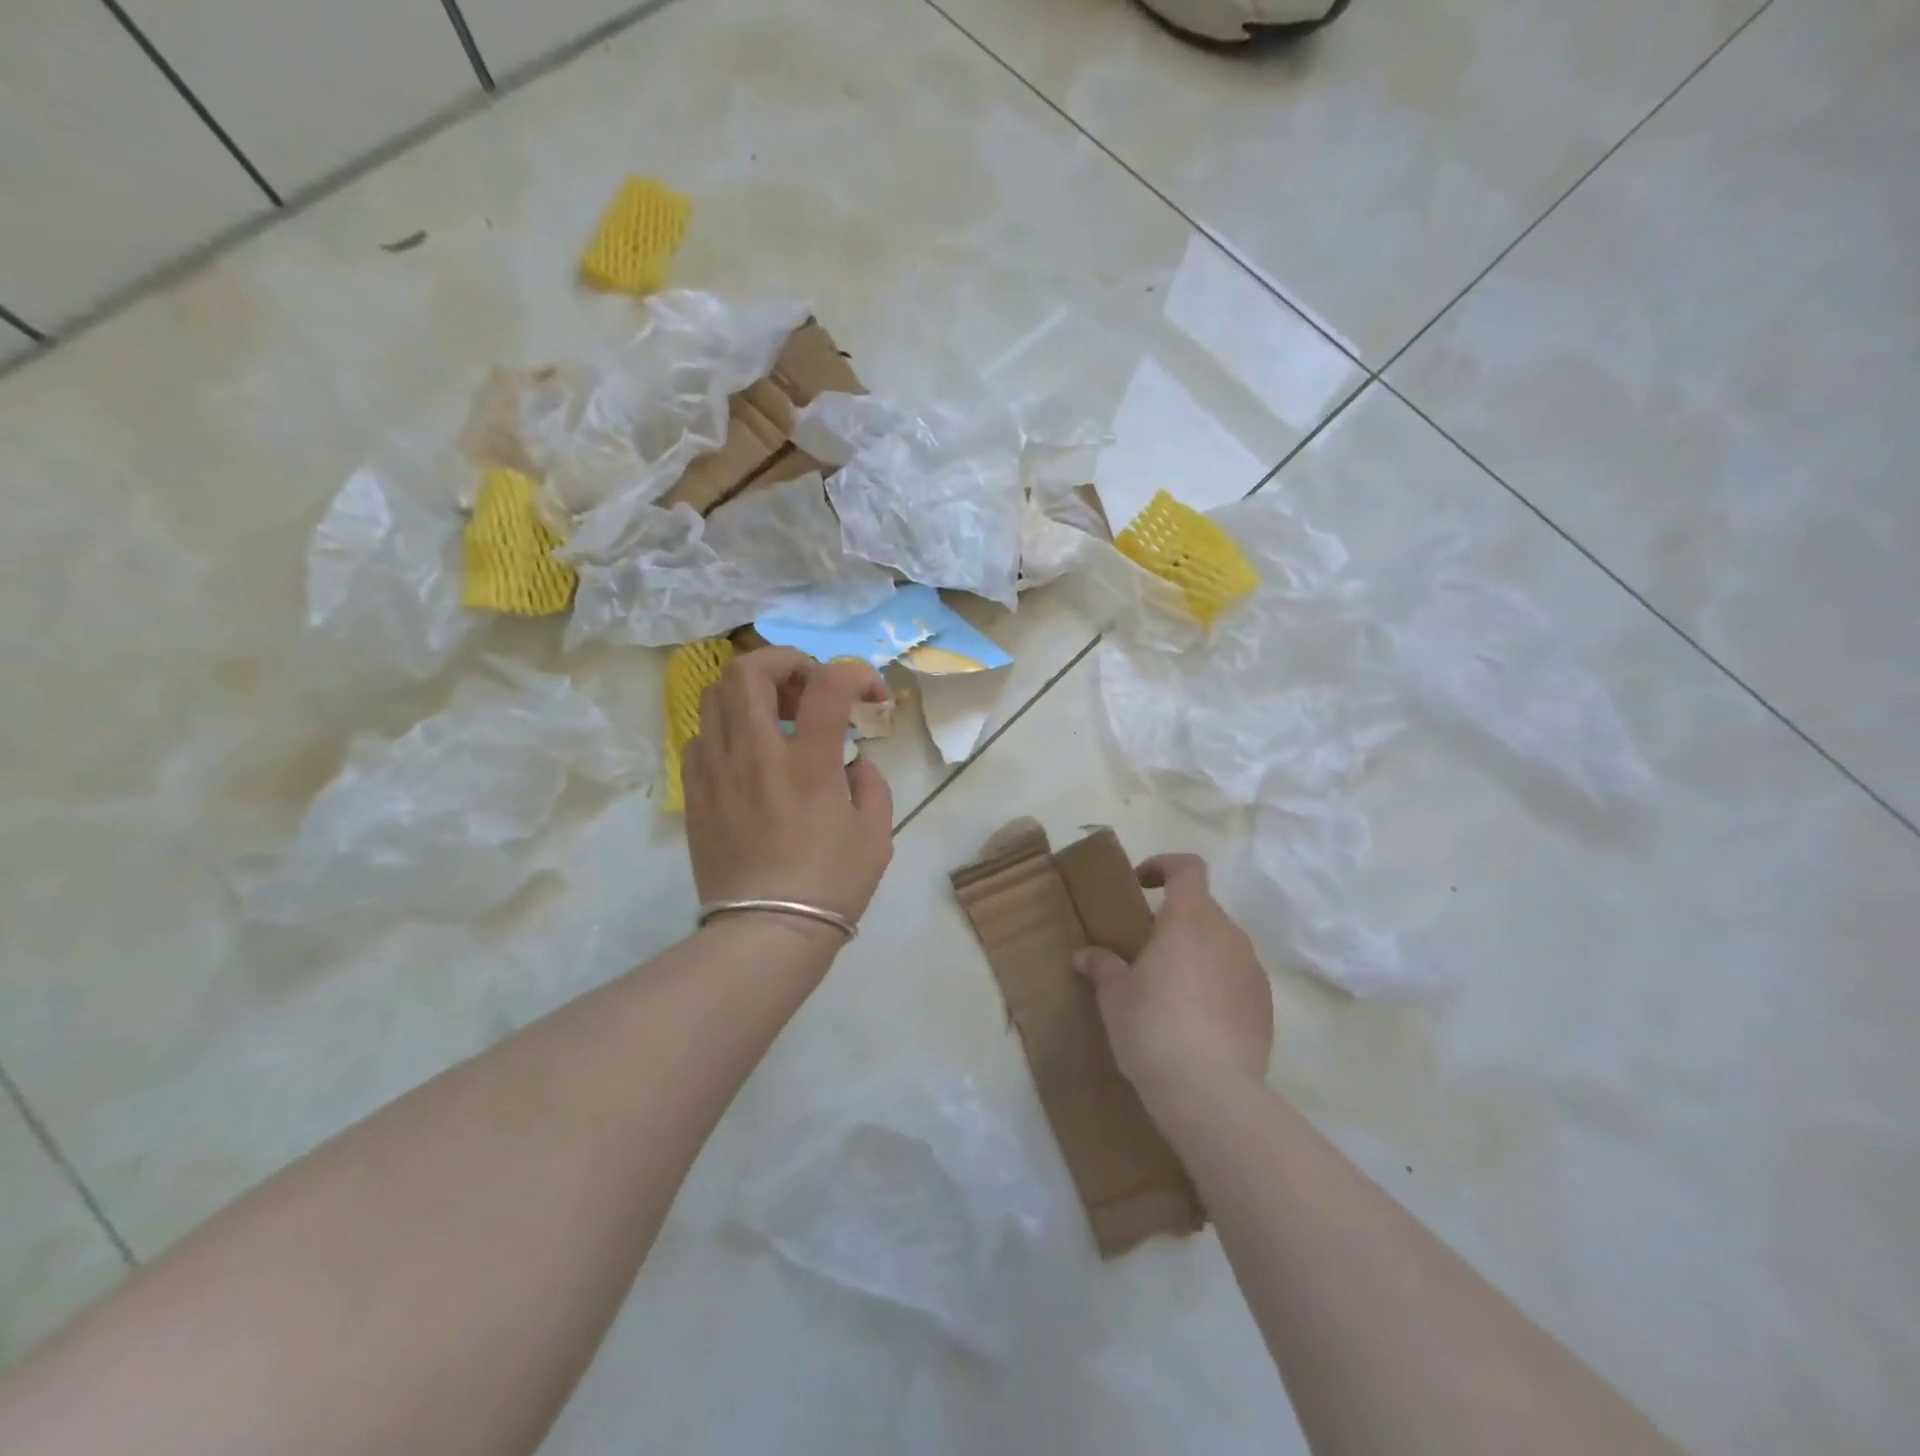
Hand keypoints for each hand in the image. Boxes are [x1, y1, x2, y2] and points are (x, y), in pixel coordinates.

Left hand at [683, 648, 894, 924]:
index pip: (828, 684)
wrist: (765, 934)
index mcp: (808, 764)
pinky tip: (750, 753)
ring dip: (752, 689)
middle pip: (750, 670)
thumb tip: (855, 765)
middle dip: (786, 661)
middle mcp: (756, 754)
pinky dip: (728, 727)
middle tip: (810, 686)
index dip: (855, 673)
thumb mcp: (876, 835)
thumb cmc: (830, 886)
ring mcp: (717, 771)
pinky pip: (701, 736)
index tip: (870, 695)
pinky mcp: (695, 792)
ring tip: (778, 714)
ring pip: (715, 695)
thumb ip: (872, 784)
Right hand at [1073, 853, 1272, 1105]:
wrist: (1212, 1093)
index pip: (1188, 868)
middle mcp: (1228, 934)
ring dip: (1198, 953)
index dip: (1164, 865)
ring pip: (1222, 944)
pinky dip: (1218, 984)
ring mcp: (1252, 970)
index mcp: (1189, 919)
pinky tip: (1198, 1020)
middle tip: (1148, 950)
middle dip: (1176, 920)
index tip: (1141, 884)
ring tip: (1172, 989)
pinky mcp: (1266, 1005)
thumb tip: (1084, 955)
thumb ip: (1102, 966)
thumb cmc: (1153, 1028)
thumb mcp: (1114, 996)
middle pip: (1203, 908)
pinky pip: (1238, 978)